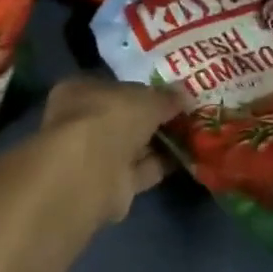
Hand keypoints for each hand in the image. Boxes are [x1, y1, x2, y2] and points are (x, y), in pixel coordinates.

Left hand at [39, 76, 184, 224]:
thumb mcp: (147, 98)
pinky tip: (187, 157)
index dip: (141, 89)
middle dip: (152, 118)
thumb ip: (166, 97)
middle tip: (185, 114)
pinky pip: (140, 169)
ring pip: (133, 145)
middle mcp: (82, 122)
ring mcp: (94, 156)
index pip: (113, 86)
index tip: (168, 93)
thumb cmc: (111, 118)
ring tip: (193, 135)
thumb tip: (184, 95)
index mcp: (79, 91)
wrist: (92, 173)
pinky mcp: (109, 184)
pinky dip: (161, 164)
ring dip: (159, 142)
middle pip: (124, 118)